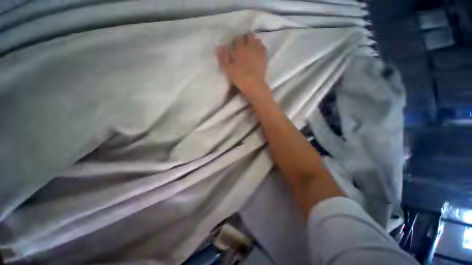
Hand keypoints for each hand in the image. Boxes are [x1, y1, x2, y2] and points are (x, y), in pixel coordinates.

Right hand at [217, 33, 270, 99]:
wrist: (254, 84)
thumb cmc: (240, 77)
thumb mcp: (228, 69)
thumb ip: (223, 57)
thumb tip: (219, 46)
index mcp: (240, 49)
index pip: (238, 38)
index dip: (236, 40)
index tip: (235, 45)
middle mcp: (250, 46)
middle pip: (249, 36)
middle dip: (246, 38)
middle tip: (243, 45)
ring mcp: (259, 51)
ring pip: (257, 40)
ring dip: (253, 42)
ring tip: (251, 48)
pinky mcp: (264, 57)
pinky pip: (263, 47)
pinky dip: (260, 47)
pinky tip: (258, 52)